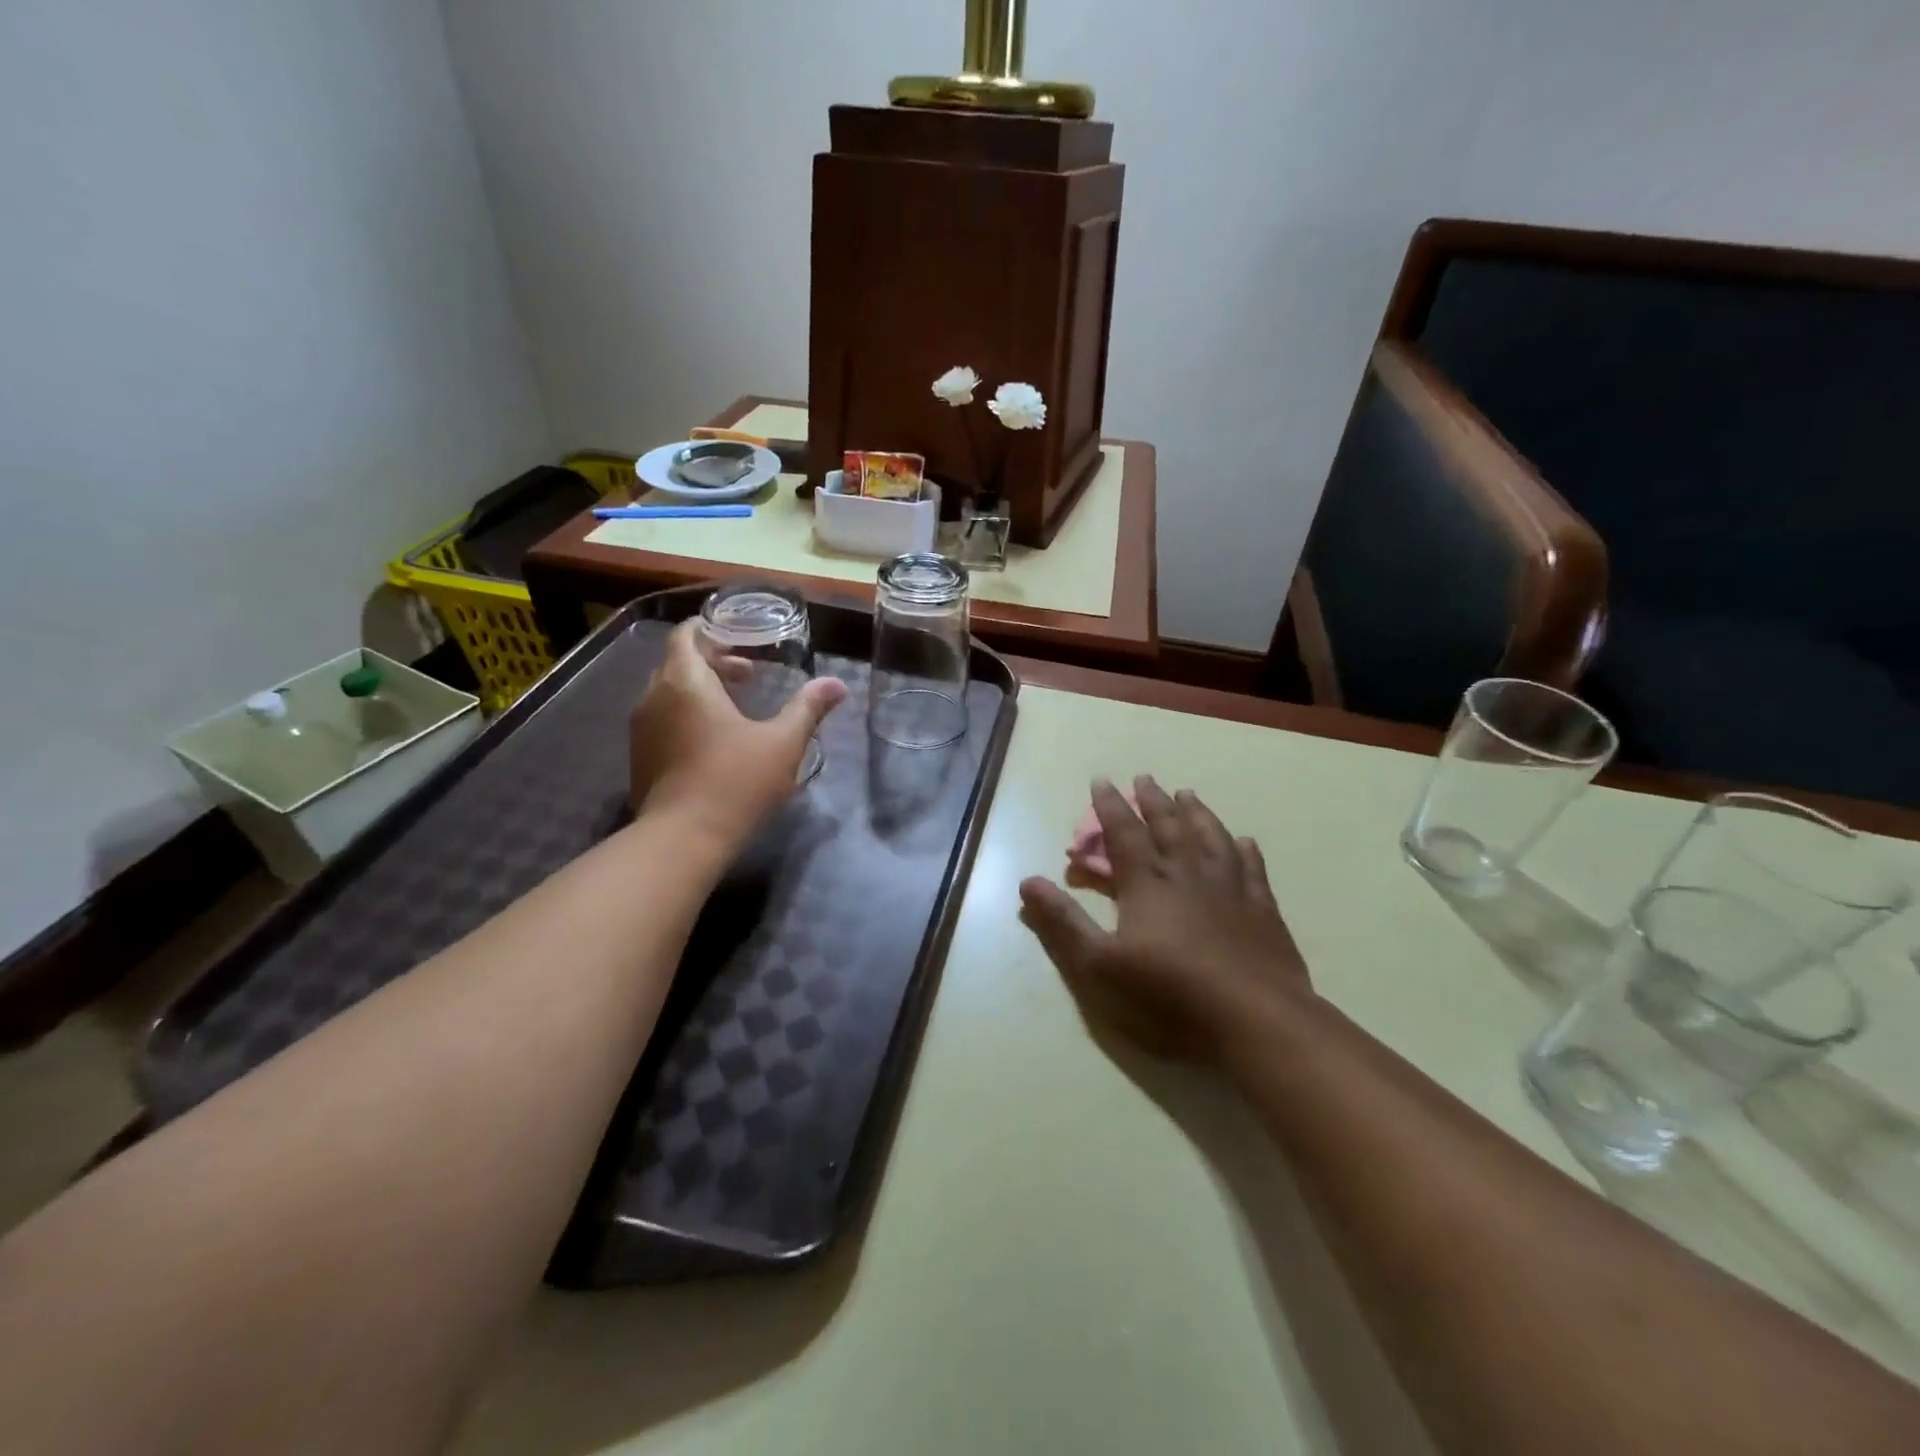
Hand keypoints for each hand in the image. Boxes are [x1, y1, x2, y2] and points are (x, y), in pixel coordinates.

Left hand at [629, 620, 847, 844]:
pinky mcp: (639, 757)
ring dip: (699, 690)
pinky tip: (713, 740)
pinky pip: (661, 719)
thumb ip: (808, 708)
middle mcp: (654, 697)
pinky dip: (685, 714)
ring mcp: (641, 730)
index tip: (740, 638)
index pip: (686, 635)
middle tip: (749, 675)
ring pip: (668, 692)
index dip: (712, 631)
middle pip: (678, 662)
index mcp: (685, 682)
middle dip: (713, 662)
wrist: (682, 839)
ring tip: (734, 707)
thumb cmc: (735, 781)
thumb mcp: (783, 743)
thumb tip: (837, 684)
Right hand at [1019, 777, 1310, 1063]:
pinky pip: (1252, 869)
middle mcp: (1188, 875)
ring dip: (1197, 814)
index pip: (1124, 833)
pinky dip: (1245, 851)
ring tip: (1188, 794)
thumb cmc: (1168, 994)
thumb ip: (1063, 922)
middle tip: (1145, 777)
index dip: (1110, 806)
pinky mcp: (1263, 912)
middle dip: (1153, 801)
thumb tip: (1028, 881)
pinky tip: (1244, 841)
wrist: (1254, 1020)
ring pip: (1211, 838)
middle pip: (1168, 827)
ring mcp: (1230, 890)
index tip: (1102, 780)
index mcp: (1147, 884)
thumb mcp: (1099, 965)